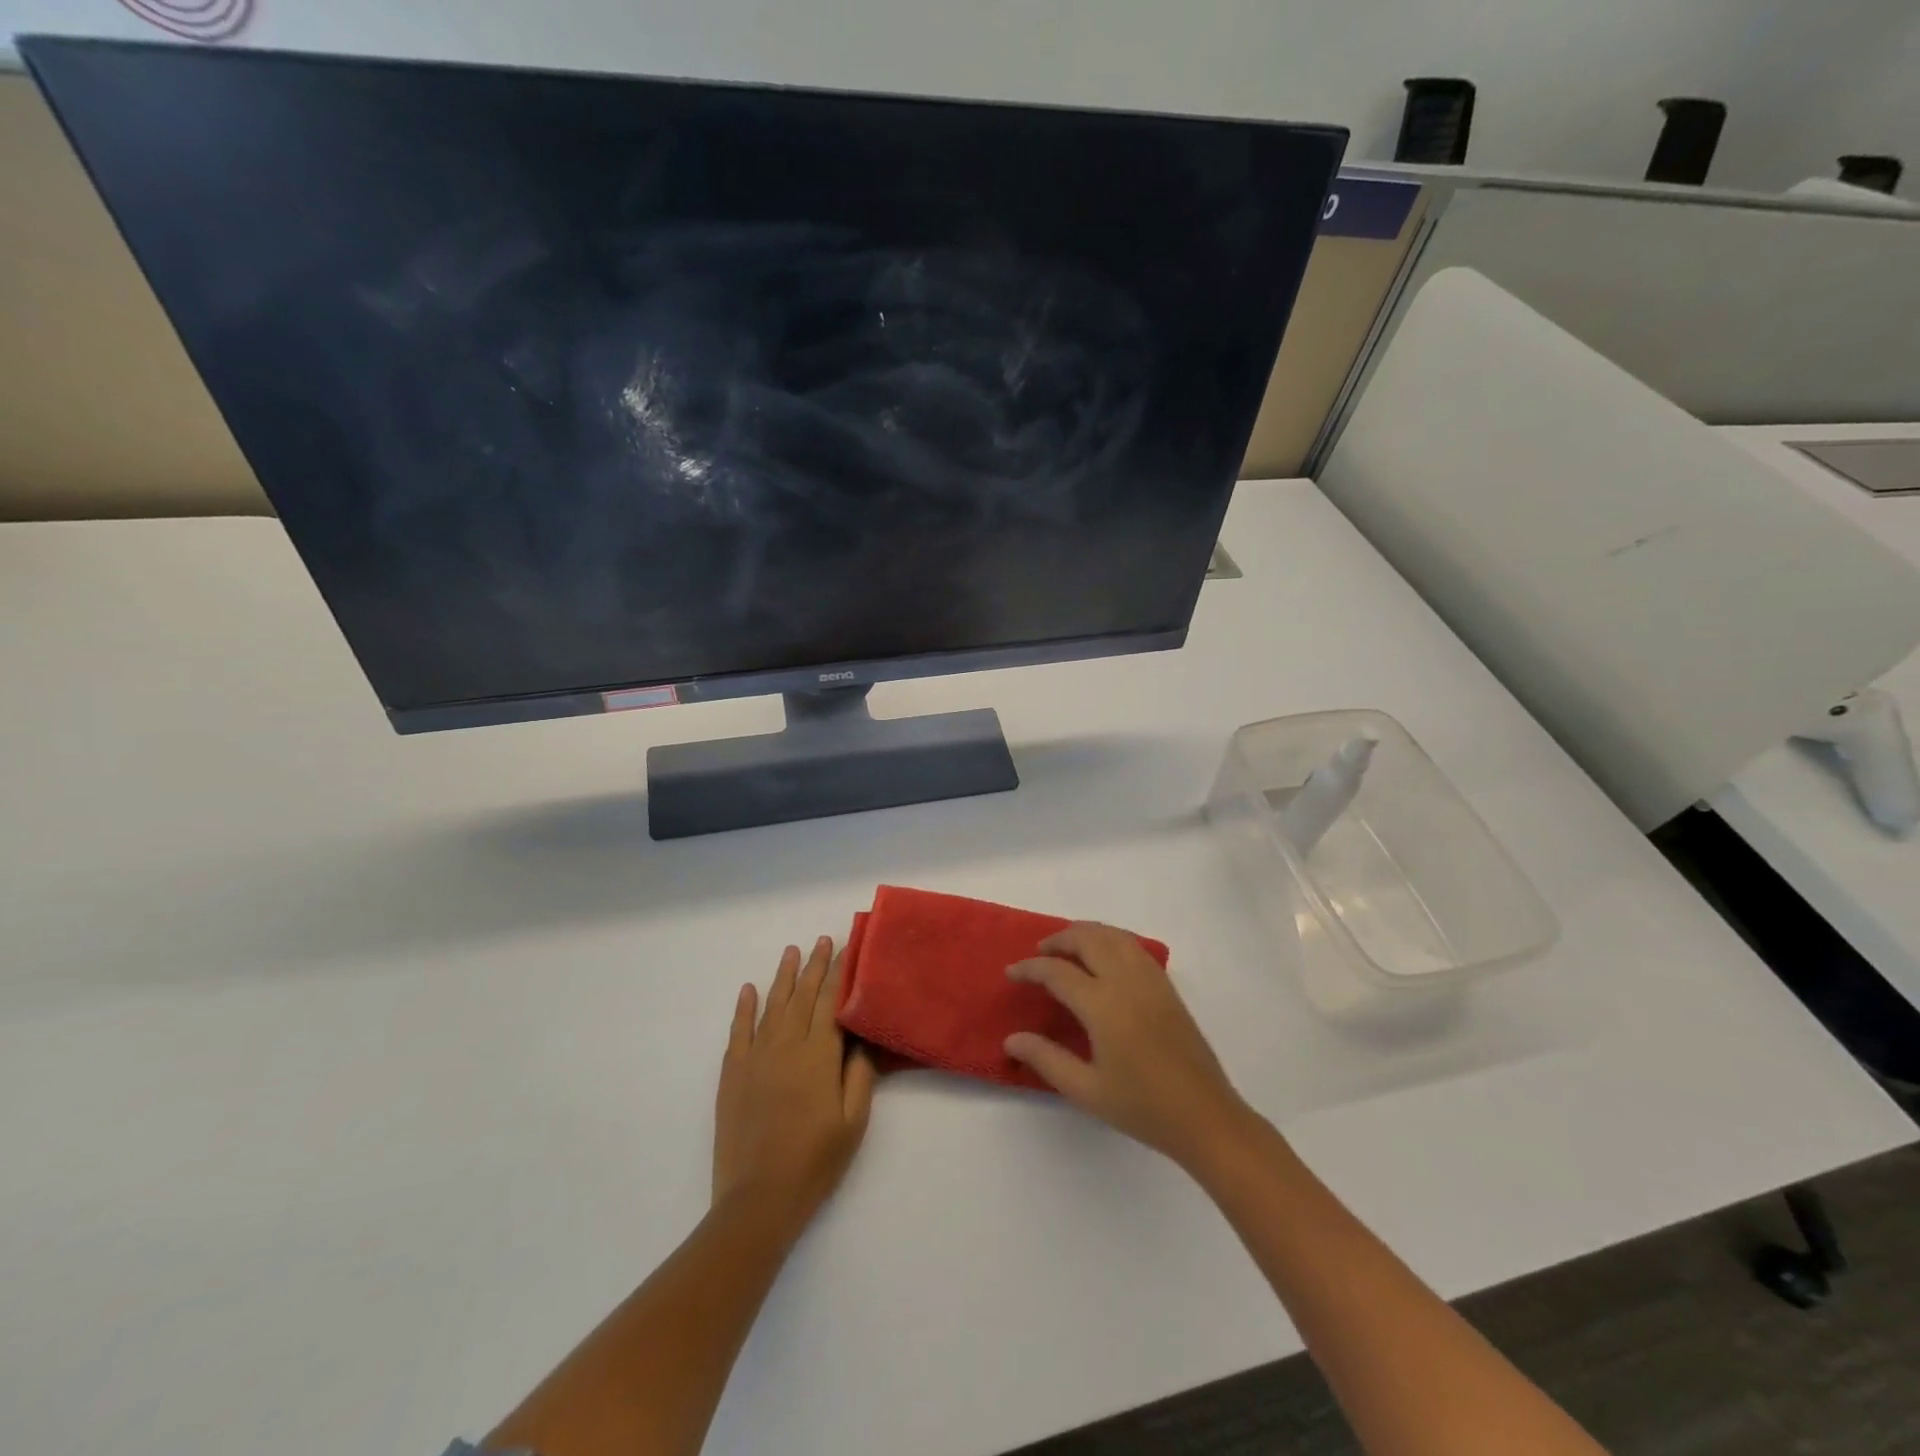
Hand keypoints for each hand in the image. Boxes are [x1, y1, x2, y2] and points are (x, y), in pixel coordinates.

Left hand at [713, 937, 875, 1235]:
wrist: (757, 1200)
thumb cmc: (814, 1162)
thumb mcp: (853, 1122)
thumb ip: (860, 1075)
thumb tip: (862, 1038)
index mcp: (818, 1055)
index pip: (831, 1003)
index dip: (840, 974)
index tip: (847, 949)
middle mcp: (786, 1045)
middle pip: (803, 997)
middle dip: (816, 966)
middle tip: (824, 940)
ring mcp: (755, 1057)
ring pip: (773, 1006)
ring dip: (784, 977)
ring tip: (792, 951)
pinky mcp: (733, 1074)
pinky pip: (739, 1031)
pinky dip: (744, 1007)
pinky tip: (749, 989)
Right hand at [1004, 922, 1253, 1170]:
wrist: (1206, 1117)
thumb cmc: (1143, 1108)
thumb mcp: (1086, 1090)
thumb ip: (1046, 1059)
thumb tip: (1011, 1038)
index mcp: (1103, 1005)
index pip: (1058, 971)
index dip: (1030, 968)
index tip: (1011, 973)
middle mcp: (1127, 981)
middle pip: (1088, 939)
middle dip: (1059, 939)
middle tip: (1038, 954)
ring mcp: (1151, 980)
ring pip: (1114, 935)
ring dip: (1085, 933)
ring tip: (1066, 948)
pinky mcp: (1167, 987)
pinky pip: (1133, 946)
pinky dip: (1110, 939)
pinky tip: (1103, 958)